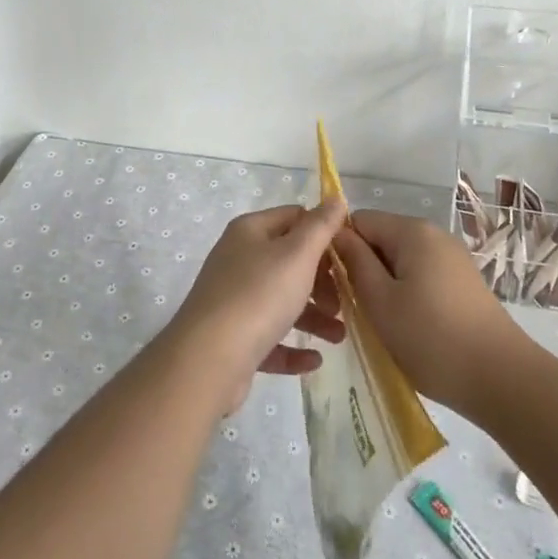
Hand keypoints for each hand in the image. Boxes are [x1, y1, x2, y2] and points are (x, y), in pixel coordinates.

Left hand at [168, 201, 346, 411]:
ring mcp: (232, 299)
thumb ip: (320, 226)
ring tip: (338, 338)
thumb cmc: (258, 295)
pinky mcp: (232, 337)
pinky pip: (269, 337)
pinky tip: (314, 360)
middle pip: (289, 261)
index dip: (323, 234)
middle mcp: (238, 259)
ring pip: (281, 301)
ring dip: (313, 317)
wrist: (208, 359)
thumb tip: (335, 198)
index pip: (294, 217)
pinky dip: (292, 347)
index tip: (349, 258)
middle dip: (321, 282)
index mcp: (250, 231)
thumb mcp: (297, 254)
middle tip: (342, 303)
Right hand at [335, 210, 528, 414]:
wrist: (502, 380)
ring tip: (379, 324)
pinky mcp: (463, 284)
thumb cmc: (431, 338)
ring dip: (383, 286)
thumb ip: (355, 262)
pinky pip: (421, 278)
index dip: (340, 248)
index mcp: (412, 231)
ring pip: (400, 262)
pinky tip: (407, 329)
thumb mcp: (380, 301)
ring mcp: (452, 260)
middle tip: (351, 310)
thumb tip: (337, 234)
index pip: (359, 221)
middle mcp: (434, 235)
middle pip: (381, 239)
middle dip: (362, 268)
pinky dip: (406, 297)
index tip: (332, 285)